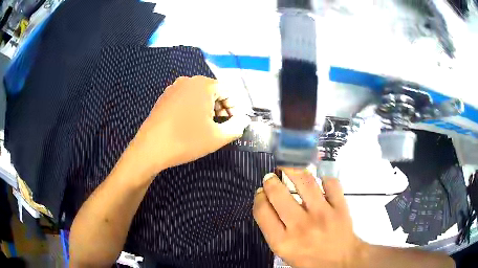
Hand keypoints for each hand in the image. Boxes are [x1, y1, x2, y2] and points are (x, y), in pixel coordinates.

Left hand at [130, 76, 250, 175]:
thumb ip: (236, 127)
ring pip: (198, 95)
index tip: (235, 123)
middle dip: (221, 108)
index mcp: (203, 85)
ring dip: (207, 108)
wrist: (150, 148)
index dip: (235, 108)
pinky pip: (185, 98)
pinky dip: (193, 108)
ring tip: (207, 126)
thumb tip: (244, 120)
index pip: (228, 91)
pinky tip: (190, 124)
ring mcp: (173, 88)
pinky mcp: (164, 97)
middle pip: (213, 91)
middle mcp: (188, 81)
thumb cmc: (186, 140)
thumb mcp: (217, 137)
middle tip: (222, 126)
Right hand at [253, 169, 365, 267]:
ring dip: (293, 170)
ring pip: (304, 182)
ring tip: (288, 167)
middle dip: (270, 181)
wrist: (341, 262)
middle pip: (278, 194)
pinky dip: (324, 178)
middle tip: (271, 177)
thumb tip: (267, 203)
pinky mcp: (340, 208)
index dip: (259, 197)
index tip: (260, 192)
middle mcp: (300, 226)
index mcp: (283, 242)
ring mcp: (322, 215)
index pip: (262, 211)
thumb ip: (274, 231)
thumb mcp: (284, 253)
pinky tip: (319, 181)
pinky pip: (331, 183)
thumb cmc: (310, 259)